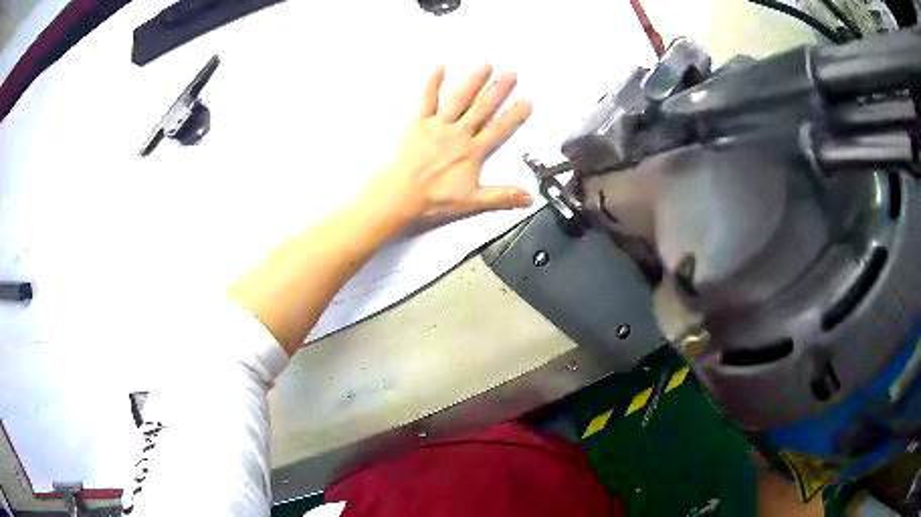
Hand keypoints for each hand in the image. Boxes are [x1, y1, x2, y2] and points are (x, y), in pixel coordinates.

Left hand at [365, 65, 533, 226]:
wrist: (402, 197)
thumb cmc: (433, 199)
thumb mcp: (472, 202)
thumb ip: (502, 197)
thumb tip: (526, 198)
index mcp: (471, 152)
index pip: (499, 129)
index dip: (514, 115)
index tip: (526, 102)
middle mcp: (457, 134)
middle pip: (482, 108)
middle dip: (498, 90)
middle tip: (510, 75)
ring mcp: (438, 127)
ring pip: (460, 99)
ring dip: (473, 81)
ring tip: (485, 66)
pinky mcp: (420, 125)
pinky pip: (427, 100)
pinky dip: (432, 83)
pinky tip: (439, 68)